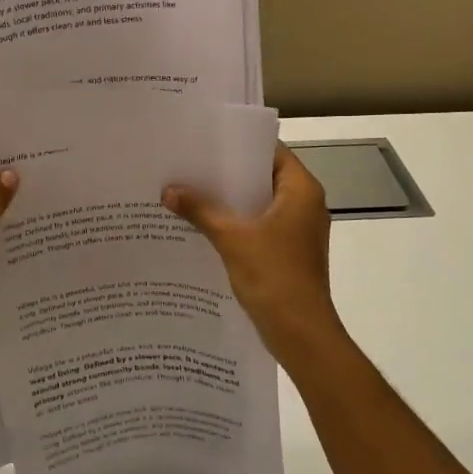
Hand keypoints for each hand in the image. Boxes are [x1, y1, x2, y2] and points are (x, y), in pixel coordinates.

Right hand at [163, 144, 345, 360]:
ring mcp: (297, 230)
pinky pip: (259, 226)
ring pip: (259, 204)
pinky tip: (202, 226)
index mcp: (301, 191)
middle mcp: (304, 205)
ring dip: (229, 201)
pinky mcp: (287, 252)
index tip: (207, 140)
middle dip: (227, 174)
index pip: (271, 152)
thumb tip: (168, 190)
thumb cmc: (274, 276)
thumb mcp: (232, 238)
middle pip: (263, 177)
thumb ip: (200, 210)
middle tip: (189, 164)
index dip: (240, 144)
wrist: (301, 333)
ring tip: (189, 191)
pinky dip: (235, 223)